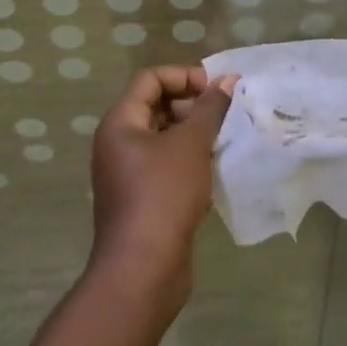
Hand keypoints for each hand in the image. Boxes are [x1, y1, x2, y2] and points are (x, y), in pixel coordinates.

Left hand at [89, 65, 236, 299]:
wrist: (143, 270)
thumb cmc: (164, 195)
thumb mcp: (191, 144)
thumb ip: (210, 108)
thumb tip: (228, 80)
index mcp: (120, 124)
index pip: (150, 79)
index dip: (184, 75)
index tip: (216, 89)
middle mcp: (118, 144)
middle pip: (156, 105)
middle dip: (192, 104)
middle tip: (225, 113)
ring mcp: (128, 173)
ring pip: (164, 137)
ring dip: (194, 132)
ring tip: (224, 138)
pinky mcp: (142, 198)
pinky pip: (166, 164)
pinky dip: (189, 159)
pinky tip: (214, 168)